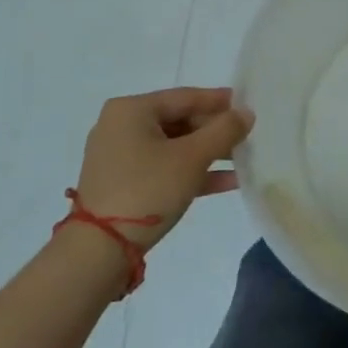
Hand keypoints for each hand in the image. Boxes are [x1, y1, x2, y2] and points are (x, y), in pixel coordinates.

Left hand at [74, 86, 252, 253]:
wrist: (99, 251)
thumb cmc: (147, 190)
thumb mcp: (192, 157)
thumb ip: (224, 130)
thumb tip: (246, 113)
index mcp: (131, 110)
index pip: (185, 97)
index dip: (220, 101)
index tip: (248, 106)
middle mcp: (120, 126)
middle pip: (179, 121)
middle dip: (215, 132)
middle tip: (247, 137)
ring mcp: (118, 156)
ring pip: (173, 146)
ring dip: (207, 154)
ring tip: (242, 160)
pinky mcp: (121, 183)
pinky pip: (163, 167)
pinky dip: (190, 172)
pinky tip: (225, 182)